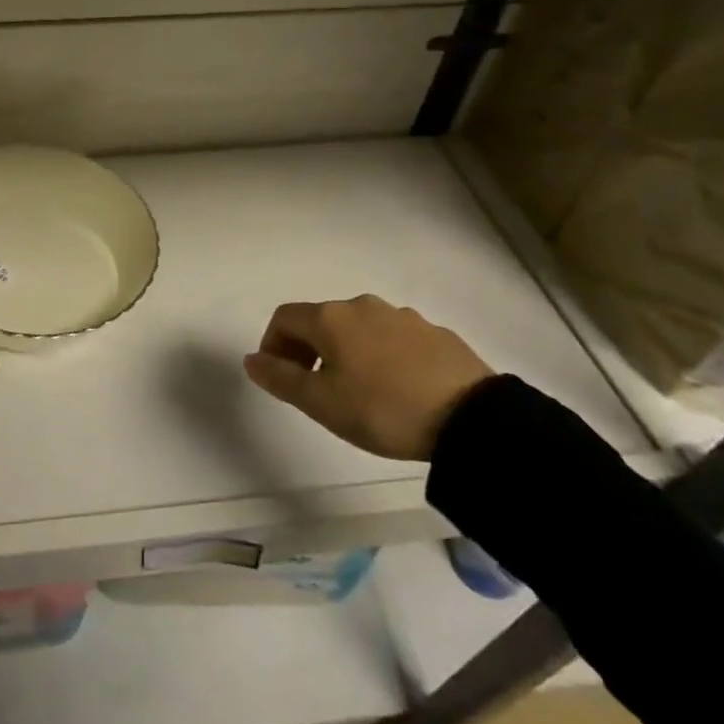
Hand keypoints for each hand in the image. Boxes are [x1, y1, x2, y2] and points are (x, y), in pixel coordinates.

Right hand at [243, 295, 493, 460]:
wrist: (471, 418)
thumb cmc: (383, 409)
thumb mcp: (322, 403)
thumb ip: (281, 379)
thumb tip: (251, 359)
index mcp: (330, 318)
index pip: (284, 317)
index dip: (272, 344)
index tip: (280, 377)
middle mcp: (361, 305)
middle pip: (321, 320)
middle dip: (307, 348)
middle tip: (314, 387)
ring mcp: (400, 315)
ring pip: (358, 328)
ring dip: (346, 350)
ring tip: (357, 390)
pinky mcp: (433, 332)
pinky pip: (392, 337)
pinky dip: (380, 354)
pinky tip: (396, 387)